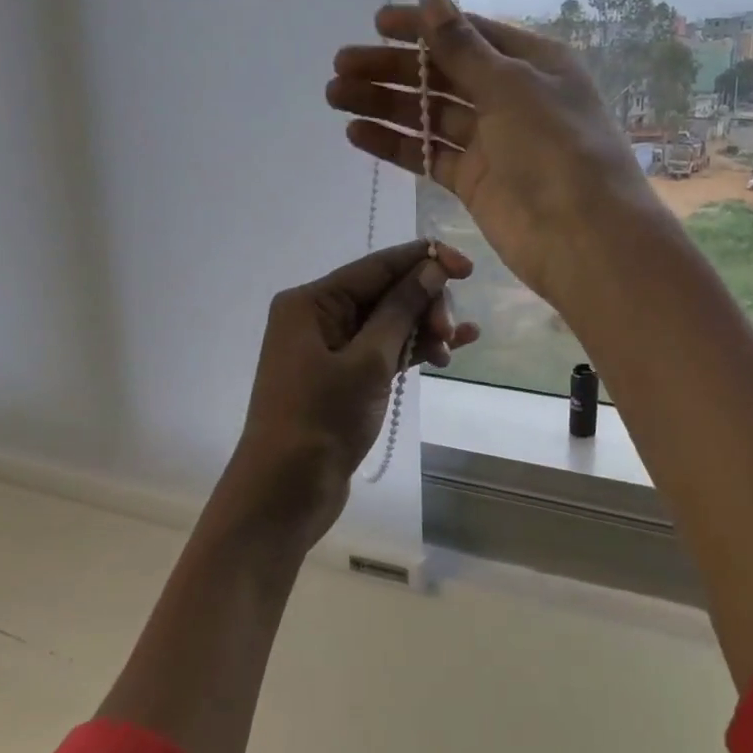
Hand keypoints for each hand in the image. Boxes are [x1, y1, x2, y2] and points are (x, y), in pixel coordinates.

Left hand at [227, 241, 477, 552]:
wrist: (285, 493)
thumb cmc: (321, 420)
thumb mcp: (368, 361)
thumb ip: (401, 310)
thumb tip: (432, 267)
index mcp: (311, 302)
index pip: (377, 266)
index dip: (424, 260)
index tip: (467, 267)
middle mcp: (318, 316)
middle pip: (384, 292)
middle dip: (423, 305)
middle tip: (449, 333)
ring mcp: (330, 348)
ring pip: (388, 323)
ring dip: (423, 329)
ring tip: (453, 348)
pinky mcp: (343, 377)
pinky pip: (384, 350)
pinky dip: (412, 350)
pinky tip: (449, 353)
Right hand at [327, 0, 664, 306]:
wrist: (582, 235)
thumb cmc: (555, 146)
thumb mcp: (512, 86)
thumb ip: (465, 49)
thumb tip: (434, 2)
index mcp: (532, 64)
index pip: (469, 35)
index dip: (423, 27)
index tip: (377, 23)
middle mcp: (511, 98)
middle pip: (443, 75)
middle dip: (393, 68)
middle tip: (342, 65)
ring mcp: (492, 142)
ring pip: (430, 115)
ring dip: (386, 104)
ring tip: (336, 95)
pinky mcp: (474, 181)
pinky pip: (429, 155)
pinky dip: (397, 144)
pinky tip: (357, 133)